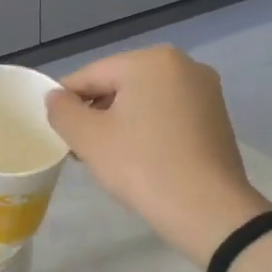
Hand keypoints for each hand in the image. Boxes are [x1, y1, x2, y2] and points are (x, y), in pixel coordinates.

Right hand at [45, 46, 269, 266]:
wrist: (209, 211)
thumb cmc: (142, 166)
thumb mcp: (88, 138)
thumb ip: (62, 110)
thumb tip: (55, 97)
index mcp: (150, 61)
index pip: (90, 74)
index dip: (66, 102)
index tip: (59, 133)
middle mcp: (182, 64)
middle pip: (119, 84)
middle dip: (96, 112)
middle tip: (82, 149)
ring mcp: (204, 90)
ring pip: (144, 99)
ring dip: (120, 122)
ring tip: (109, 157)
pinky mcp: (216, 116)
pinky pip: (167, 113)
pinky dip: (147, 128)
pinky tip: (140, 158)